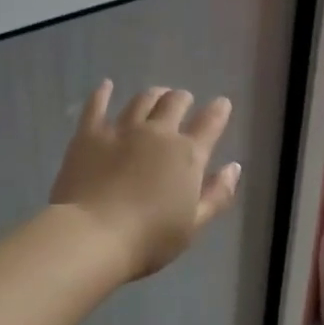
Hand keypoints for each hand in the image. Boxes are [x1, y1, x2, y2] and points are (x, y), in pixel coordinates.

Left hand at [50, 82, 242, 281]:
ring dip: (153, 95)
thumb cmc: (150, 239)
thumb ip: (217, 194)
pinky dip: (103, 93)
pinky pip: (97, 106)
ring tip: (155, 95)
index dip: (218, 111)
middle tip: (183, 100)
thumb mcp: (194, 224)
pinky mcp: (89, 134)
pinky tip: (106, 85)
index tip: (222, 103)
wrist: (94, 236)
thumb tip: (234, 167)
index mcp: (187, 155)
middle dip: (182, 99)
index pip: (209, 124)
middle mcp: (158, 133)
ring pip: (141, 100)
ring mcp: (122, 130)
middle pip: (174, 103)